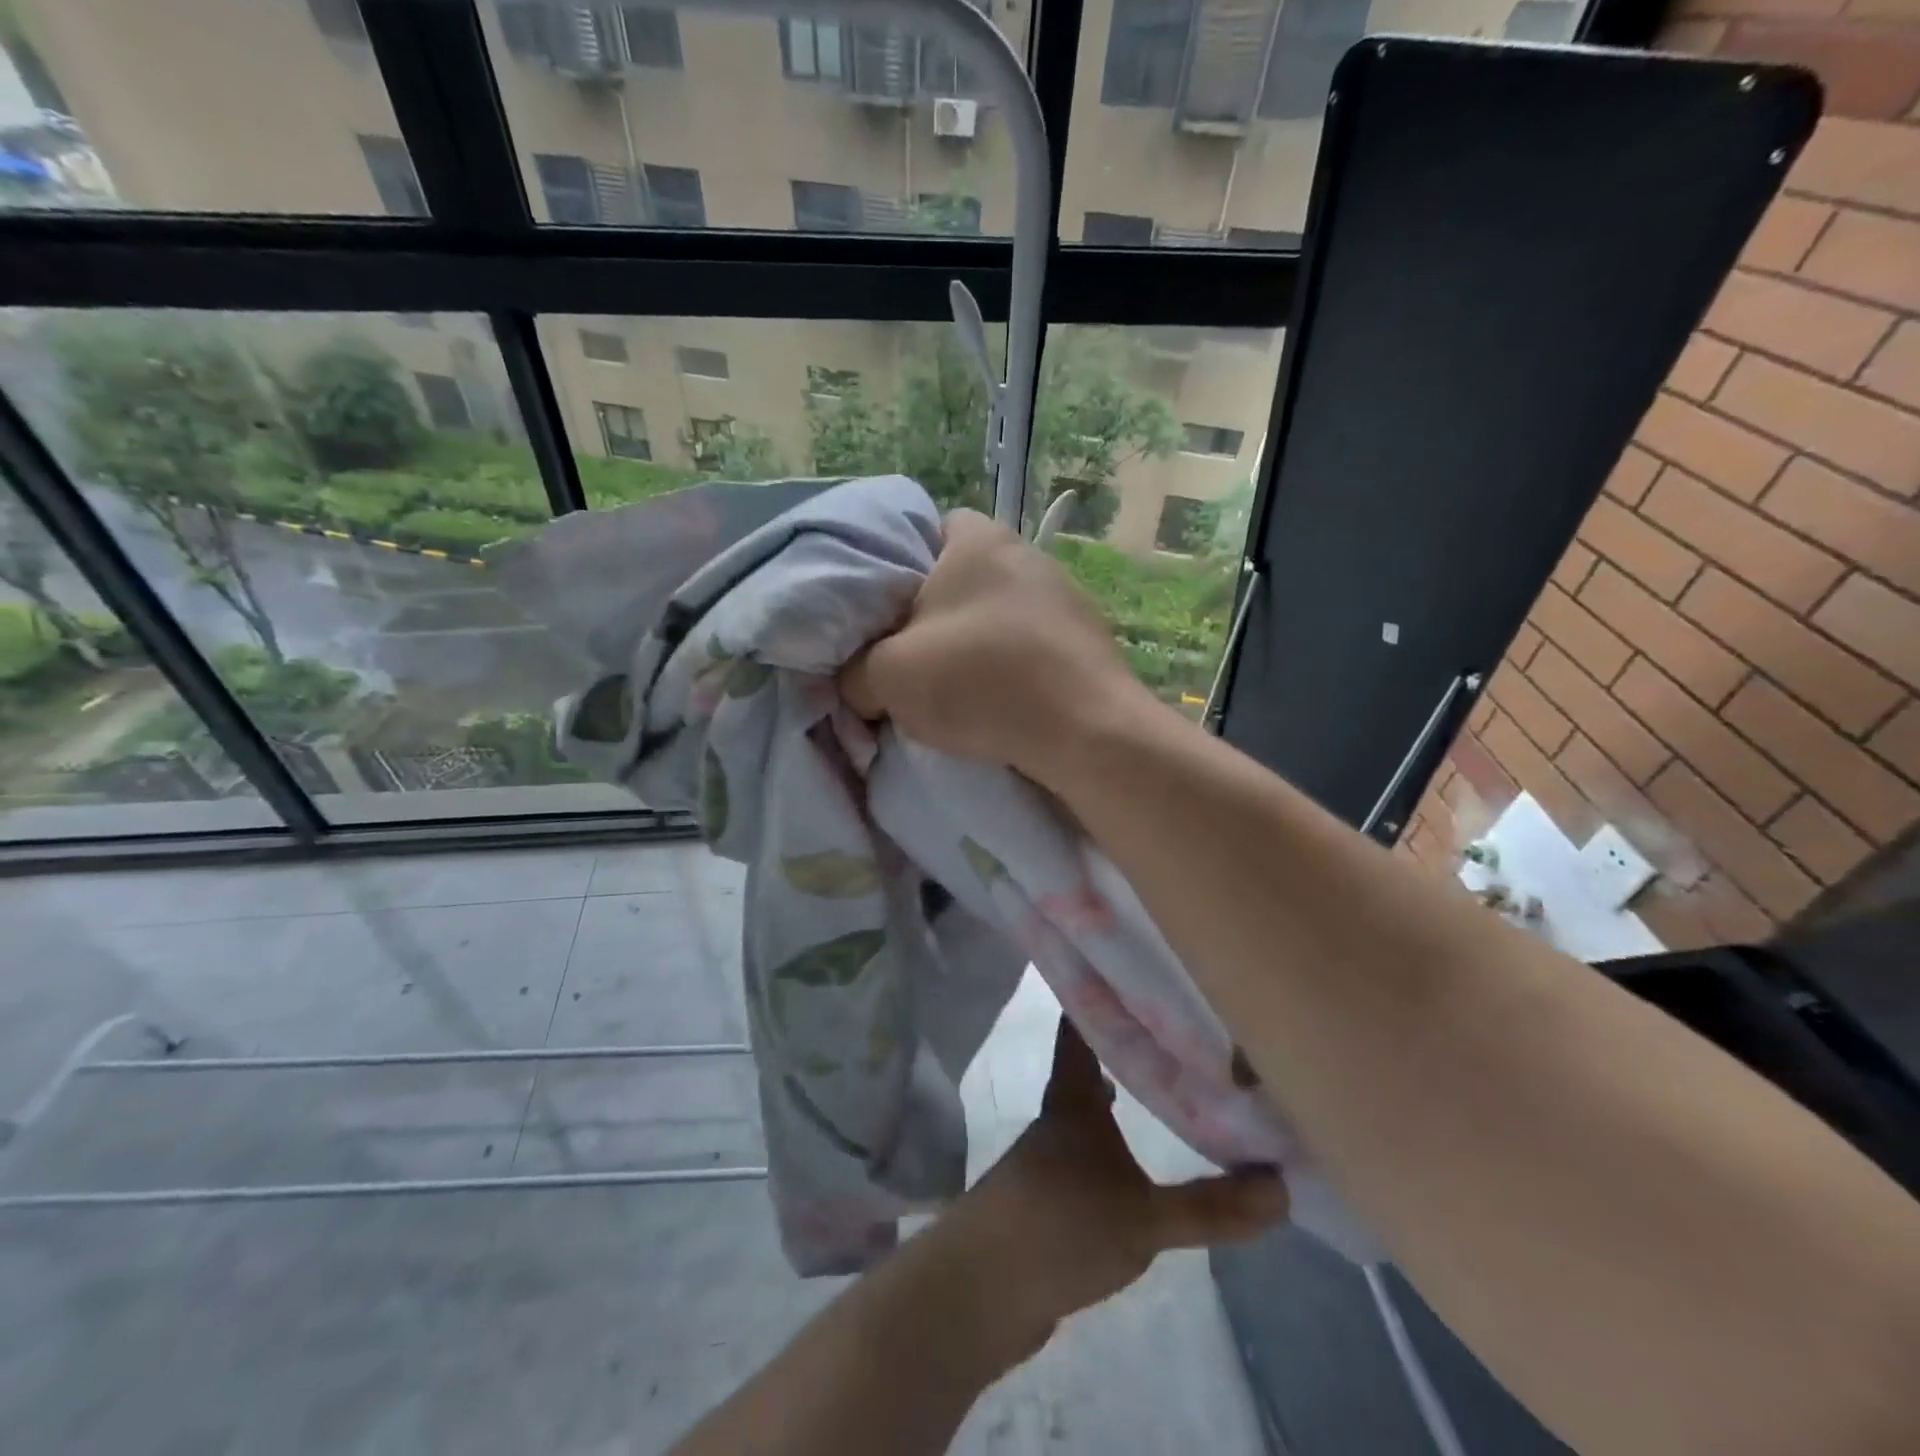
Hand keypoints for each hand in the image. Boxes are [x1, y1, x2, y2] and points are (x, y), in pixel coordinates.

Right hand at [839, 510, 1154, 779]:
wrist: (1087, 732)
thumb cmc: (981, 682)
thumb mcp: (889, 676)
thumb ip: (855, 671)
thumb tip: (857, 682)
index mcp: (977, 540)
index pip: (925, 528)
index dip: (897, 567)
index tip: (884, 613)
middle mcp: (1027, 554)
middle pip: (962, 576)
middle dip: (934, 613)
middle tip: (911, 656)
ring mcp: (1067, 596)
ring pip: (999, 613)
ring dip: (975, 644)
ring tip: (957, 688)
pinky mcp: (1090, 639)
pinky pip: (1032, 644)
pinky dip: (1012, 667)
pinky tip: (1003, 703)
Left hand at [948, 1017, 1287, 1349]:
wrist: (982, 1290)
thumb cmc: (1059, 1225)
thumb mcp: (1144, 1219)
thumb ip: (1211, 1206)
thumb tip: (1283, 1185)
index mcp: (1073, 1099)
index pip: (1081, 1029)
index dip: (1099, 998)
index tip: (1129, 969)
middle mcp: (1058, 1117)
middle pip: (1088, 1068)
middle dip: (1124, 1051)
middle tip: (1174, 1035)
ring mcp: (1049, 1158)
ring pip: (1089, 1113)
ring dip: (1119, 1099)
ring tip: (1167, 1091)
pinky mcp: (1049, 1197)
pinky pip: (1088, 1156)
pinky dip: (1112, 1148)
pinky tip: (1135, 1165)